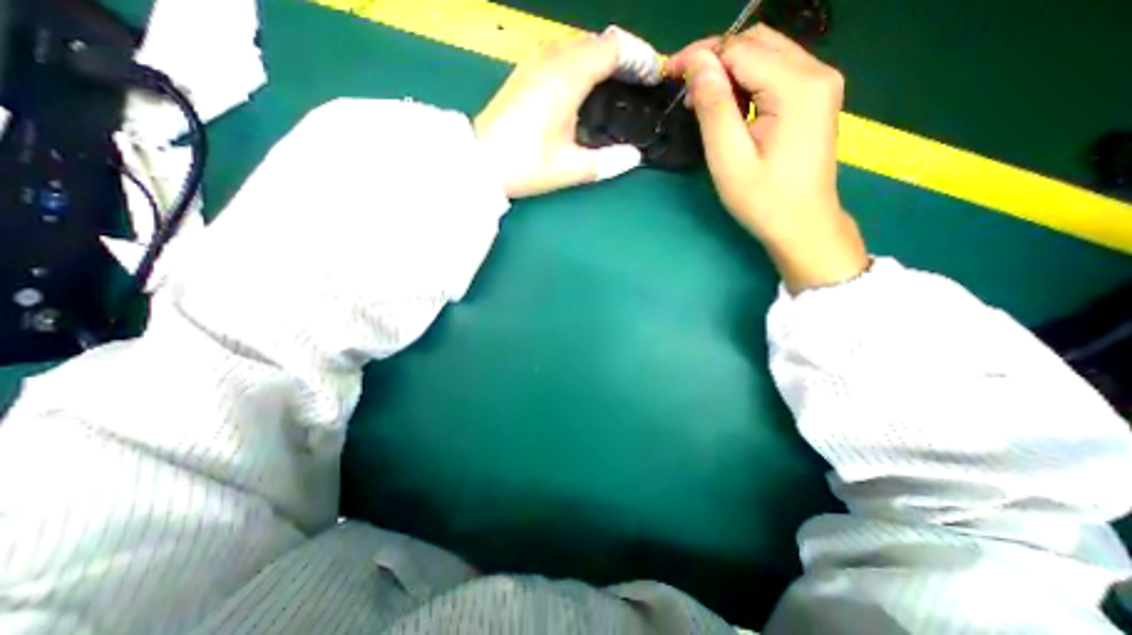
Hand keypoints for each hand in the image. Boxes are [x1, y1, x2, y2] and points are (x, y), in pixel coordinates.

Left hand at [473, 29, 645, 197]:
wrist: (481, 163)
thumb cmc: (526, 165)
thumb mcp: (571, 168)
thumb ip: (608, 162)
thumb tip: (635, 157)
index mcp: (566, 79)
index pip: (611, 48)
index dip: (636, 57)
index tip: (651, 75)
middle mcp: (550, 61)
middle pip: (594, 42)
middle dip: (620, 57)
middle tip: (636, 82)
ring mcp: (533, 65)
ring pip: (575, 46)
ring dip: (598, 59)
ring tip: (614, 84)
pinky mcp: (522, 74)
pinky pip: (558, 55)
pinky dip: (578, 64)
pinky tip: (582, 88)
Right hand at [666, 24, 867, 291]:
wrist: (803, 224)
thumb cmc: (763, 200)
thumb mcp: (729, 158)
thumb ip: (714, 107)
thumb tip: (696, 64)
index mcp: (797, 87)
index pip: (741, 50)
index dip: (701, 56)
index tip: (669, 72)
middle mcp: (816, 72)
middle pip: (757, 43)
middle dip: (715, 57)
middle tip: (683, 86)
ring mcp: (820, 84)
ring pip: (767, 54)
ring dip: (729, 69)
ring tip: (701, 100)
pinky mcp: (815, 97)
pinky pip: (776, 72)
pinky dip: (747, 81)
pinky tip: (729, 104)